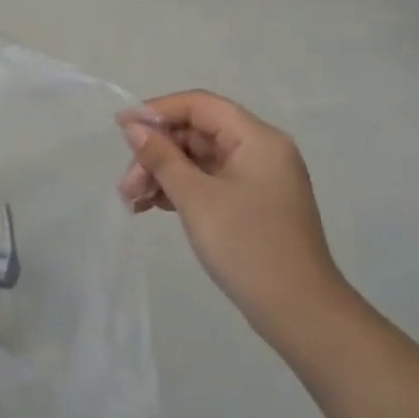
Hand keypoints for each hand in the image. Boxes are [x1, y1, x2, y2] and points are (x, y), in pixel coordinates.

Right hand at [116, 91, 349, 340]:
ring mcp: (258, 179)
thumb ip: (162, 157)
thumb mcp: (196, 198)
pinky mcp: (251, 204)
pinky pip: (208, 182)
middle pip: (197, 133)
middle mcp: (261, 151)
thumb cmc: (247, 246)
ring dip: (163, 174)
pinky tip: (153, 207)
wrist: (298, 311)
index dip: (157, 111)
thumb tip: (134, 127)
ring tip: (133, 202)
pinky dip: (180, 190)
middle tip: (126, 186)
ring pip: (199, 159)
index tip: (120, 128)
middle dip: (156, 153)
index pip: (200, 105)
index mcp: (257, 139)